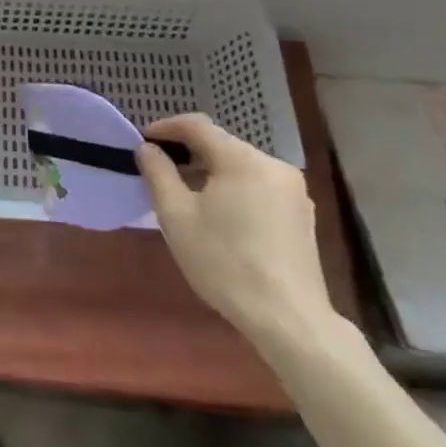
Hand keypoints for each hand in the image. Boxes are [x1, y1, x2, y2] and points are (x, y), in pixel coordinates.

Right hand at [134, 114, 338, 350]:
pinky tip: (221, 216)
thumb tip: (147, 148)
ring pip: (241, 167)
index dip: (166, 128)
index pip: (197, 126)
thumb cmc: (225, 263)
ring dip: (211, 172)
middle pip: (221, 145)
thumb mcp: (176, 216)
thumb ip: (158, 173)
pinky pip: (259, 186)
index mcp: (242, 159)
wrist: (289, 320)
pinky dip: (234, 189)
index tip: (143, 141)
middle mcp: (273, 165)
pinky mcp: (302, 215)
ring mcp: (293, 191)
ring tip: (187, 195)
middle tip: (160, 171)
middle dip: (188, 152)